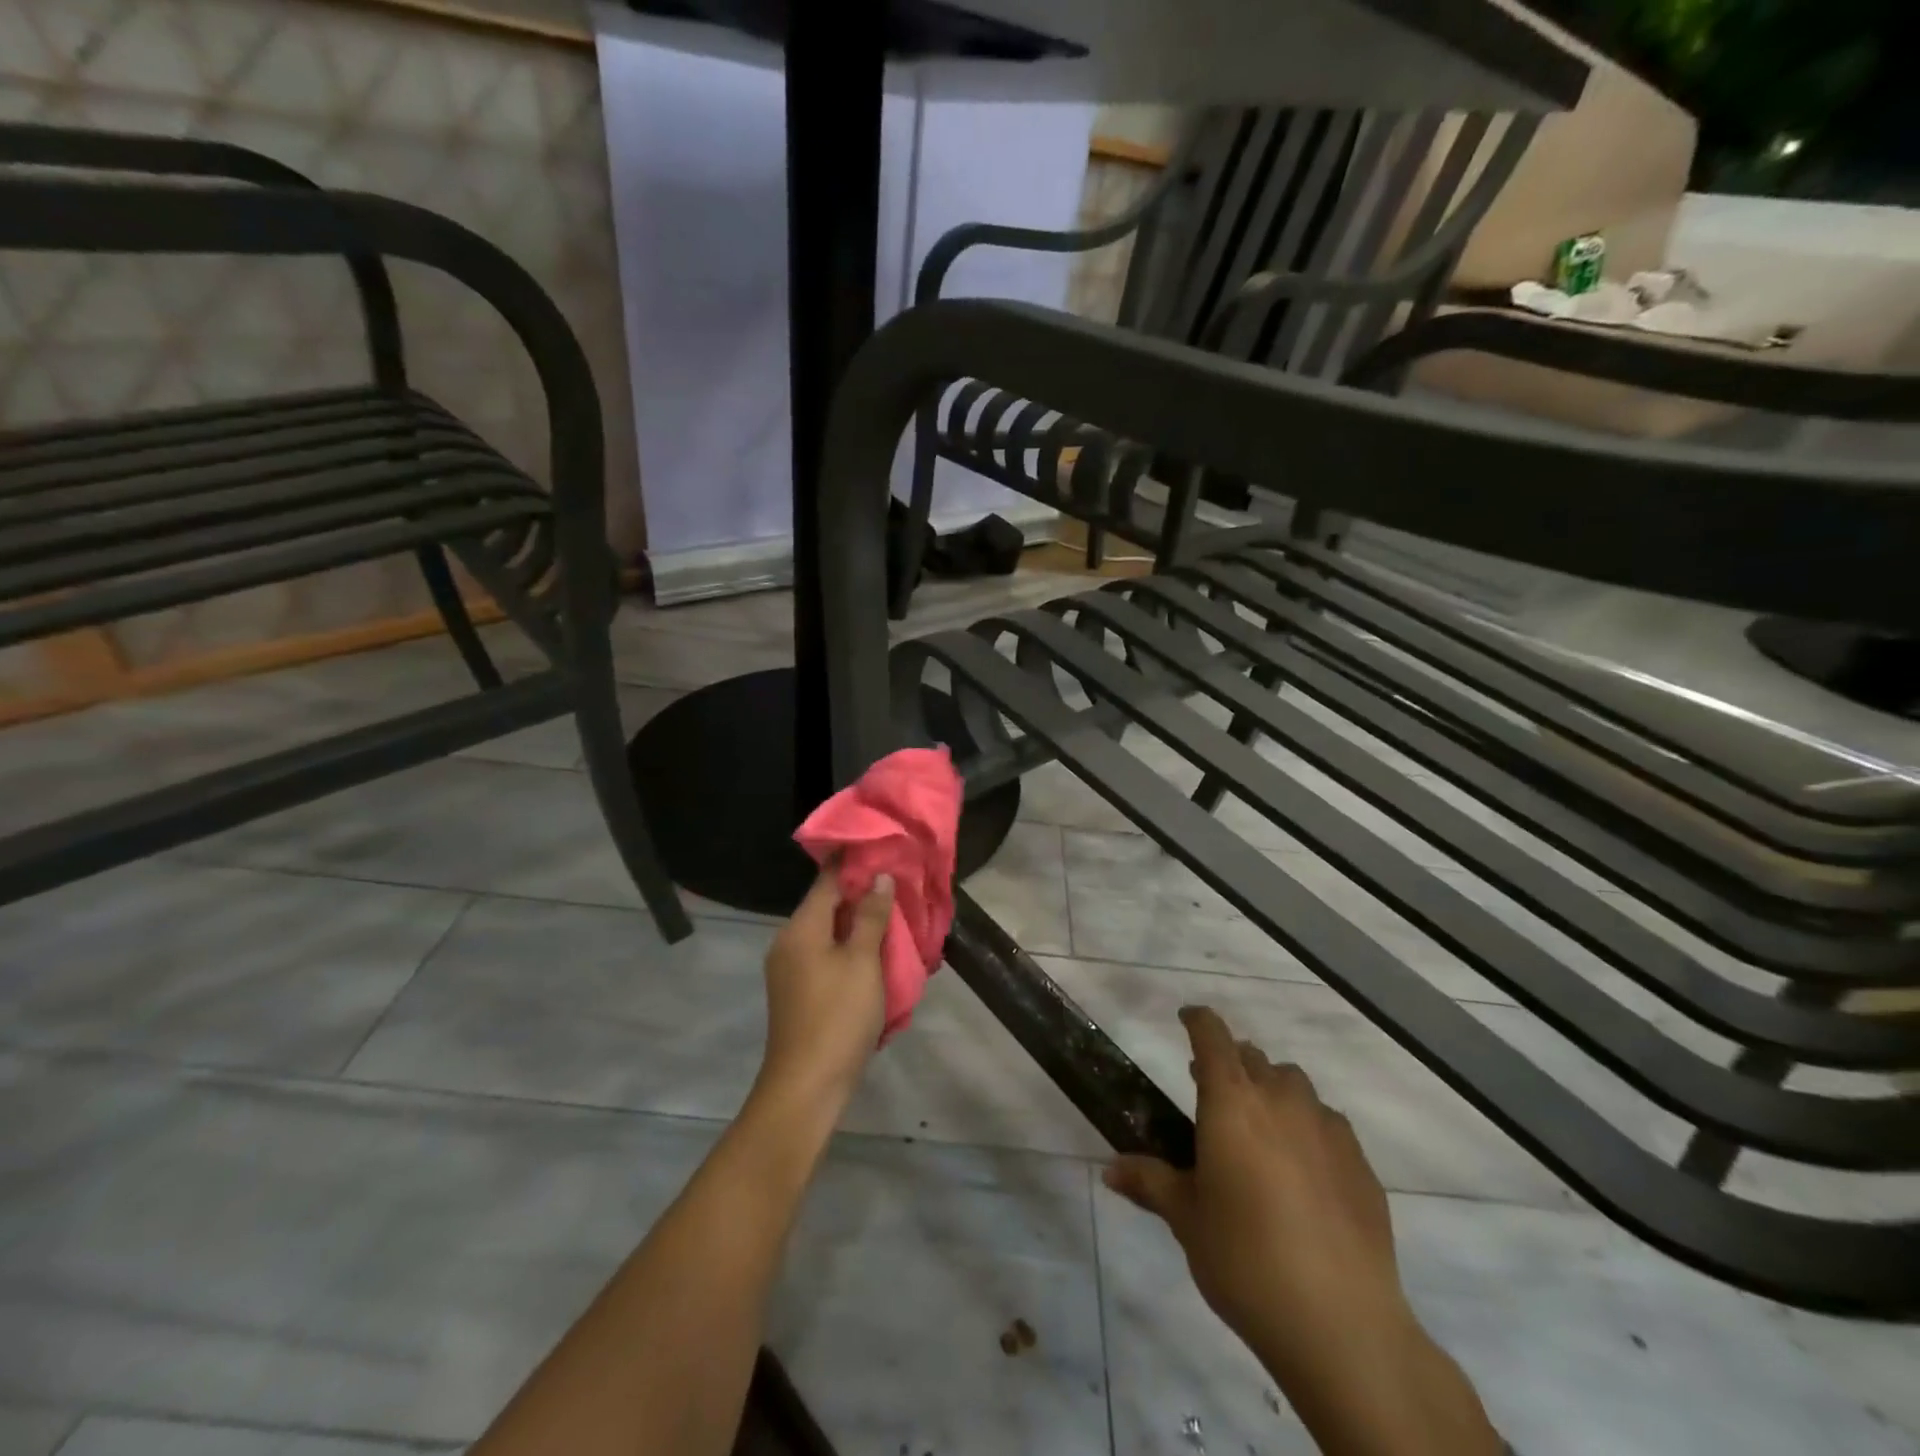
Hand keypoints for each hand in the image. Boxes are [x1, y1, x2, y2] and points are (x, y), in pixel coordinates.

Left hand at [754, 865, 892, 1114]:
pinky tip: (874, 953)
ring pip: (827, 932)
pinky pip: (825, 956)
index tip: (884, 850)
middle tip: (898, 885)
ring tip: (893, 917)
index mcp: (800, 928)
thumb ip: (871, 917)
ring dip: (857, 924)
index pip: (827, 880)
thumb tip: (880, 878)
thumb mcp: (862, 962)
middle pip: (826, 906)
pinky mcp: (797, 992)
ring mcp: (790, 969)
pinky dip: (849, 948)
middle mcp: (788, 942)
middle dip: (861, 895)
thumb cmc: (838, 1016)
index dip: (855, 863)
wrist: (807, 1085)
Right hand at [1106, 1007, 1501, 1455]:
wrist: (1340, 1323)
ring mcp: (1327, 1130)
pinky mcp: (1361, 1164)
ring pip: (1295, 1086)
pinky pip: (1328, 1124)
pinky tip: (1304, 1171)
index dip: (1198, 1020)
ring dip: (1272, 1092)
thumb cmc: (1244, 1258)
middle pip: (1254, 1058)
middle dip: (1231, 1065)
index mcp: (1232, 1103)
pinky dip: (1308, 1128)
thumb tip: (1109, 1170)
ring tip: (1260, 1131)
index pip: (1213, 1037)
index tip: (1186, 1018)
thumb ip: (1149, 1181)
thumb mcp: (1186, 1218)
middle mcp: (1280, 1101)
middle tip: (1213, 1095)